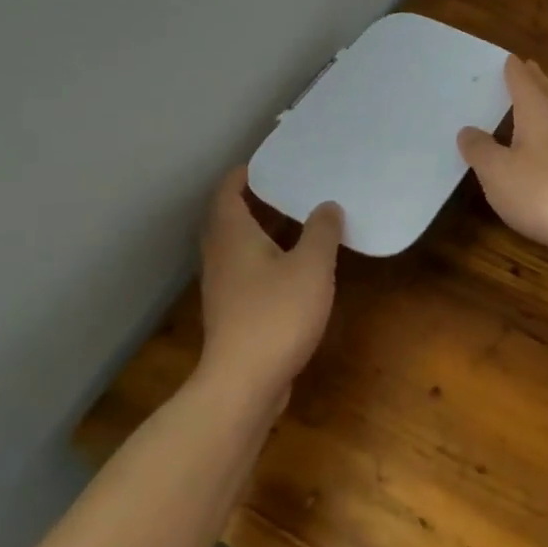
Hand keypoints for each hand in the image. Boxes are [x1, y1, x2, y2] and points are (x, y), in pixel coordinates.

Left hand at [197, 168, 341, 406]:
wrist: (243, 383)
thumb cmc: (276, 314)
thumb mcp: (311, 266)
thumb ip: (321, 231)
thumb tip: (327, 206)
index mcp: (232, 235)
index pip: (228, 191)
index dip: (245, 174)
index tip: (270, 163)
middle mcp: (220, 256)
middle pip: (230, 217)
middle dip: (257, 200)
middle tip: (291, 188)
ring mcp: (223, 286)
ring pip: (239, 246)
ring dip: (263, 231)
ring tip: (299, 222)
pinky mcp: (232, 312)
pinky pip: (247, 270)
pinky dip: (266, 257)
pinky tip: (295, 267)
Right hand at [458, 56, 547, 253]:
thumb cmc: (539, 189)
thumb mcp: (496, 171)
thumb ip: (480, 149)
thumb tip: (468, 131)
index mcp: (538, 113)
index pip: (524, 82)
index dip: (514, 70)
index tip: (509, 58)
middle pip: (547, 93)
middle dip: (535, 80)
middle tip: (527, 67)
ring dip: (545, 103)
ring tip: (534, 100)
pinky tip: (545, 143)